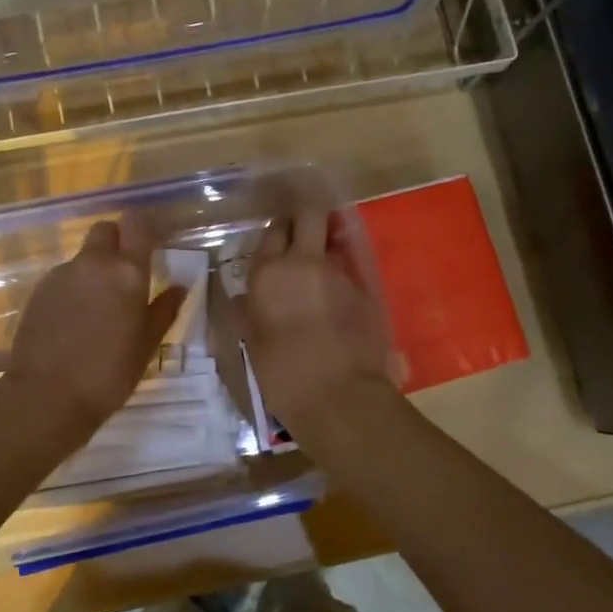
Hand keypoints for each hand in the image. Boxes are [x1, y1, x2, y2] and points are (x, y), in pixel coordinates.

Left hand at [1, 216, 185, 436]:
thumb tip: (180, 287)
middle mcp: (93, 263)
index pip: (137, 223)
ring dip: (94, 269)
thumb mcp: (146, 345)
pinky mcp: (38, 291)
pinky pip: (64, 277)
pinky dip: (74, 288)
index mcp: (127, 272)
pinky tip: (75, 320)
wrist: (47, 395)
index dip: (145, 225)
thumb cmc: (109, 373)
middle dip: (116, 240)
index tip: (153, 239)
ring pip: (83, 257)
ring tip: (100, 307)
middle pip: (105, 230)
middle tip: (126, 271)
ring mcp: (61, 274)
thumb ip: (164, 310)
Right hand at [230, 210, 395, 429]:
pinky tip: (334, 302)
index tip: (276, 241)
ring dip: (324, 250)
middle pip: (309, 214)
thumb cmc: (283, 374)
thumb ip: (248, 312)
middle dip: (305, 216)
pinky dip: (339, 279)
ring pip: (332, 243)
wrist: (340, 396)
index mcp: (270, 272)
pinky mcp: (365, 291)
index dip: (276, 232)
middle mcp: (305, 262)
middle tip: (299, 232)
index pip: (273, 230)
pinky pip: (348, 272)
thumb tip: (247, 298)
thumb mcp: (251, 343)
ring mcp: (340, 274)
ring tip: (317, 276)